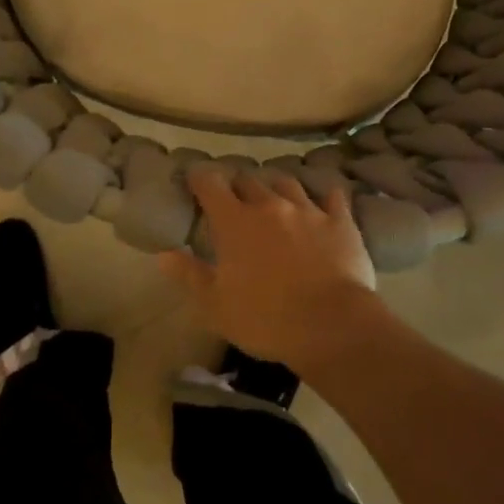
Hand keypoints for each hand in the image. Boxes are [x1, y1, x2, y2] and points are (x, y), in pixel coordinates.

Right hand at [160, 168, 381, 373]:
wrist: (331, 325)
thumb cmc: (265, 319)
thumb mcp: (216, 306)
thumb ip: (190, 275)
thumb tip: (163, 254)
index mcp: (235, 222)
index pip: (210, 184)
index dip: (200, 179)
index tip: (195, 181)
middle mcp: (269, 205)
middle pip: (249, 179)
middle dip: (238, 185)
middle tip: (235, 200)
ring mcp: (307, 210)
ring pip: (287, 182)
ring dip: (276, 186)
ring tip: (275, 196)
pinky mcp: (340, 222)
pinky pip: (333, 198)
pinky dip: (326, 197)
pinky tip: (327, 199)